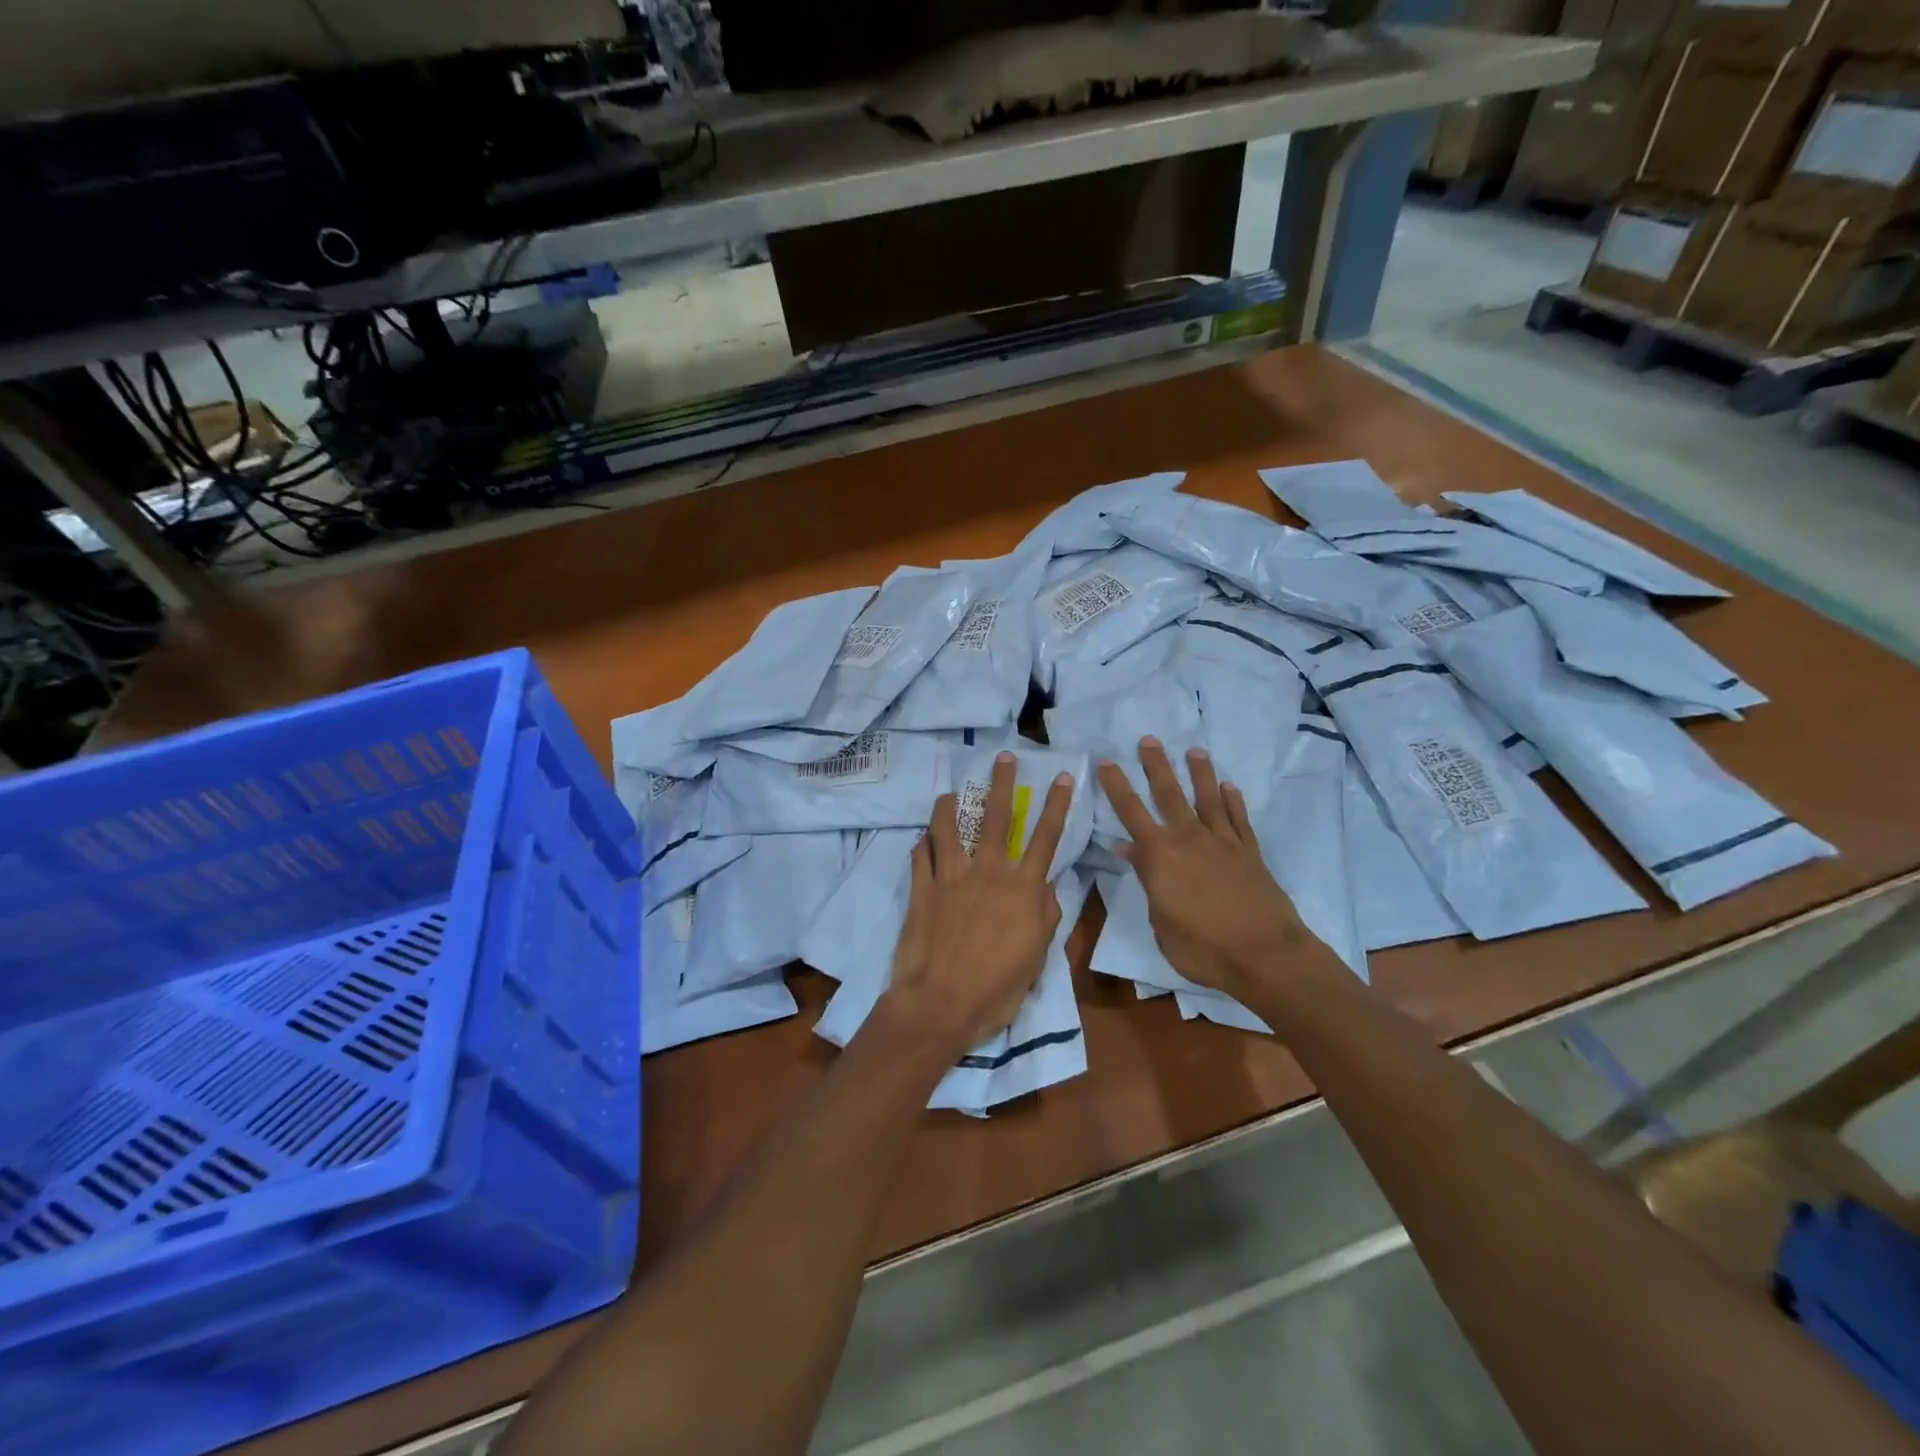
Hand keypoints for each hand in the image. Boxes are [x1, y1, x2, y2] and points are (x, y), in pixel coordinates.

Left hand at [883, 752, 1075, 1057]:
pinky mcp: (922, 889)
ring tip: (950, 791)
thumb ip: (1045, 916)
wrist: (940, 1003)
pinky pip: (921, 856)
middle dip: (1002, 784)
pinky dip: (923, 843)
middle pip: (997, 818)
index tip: (1062, 777)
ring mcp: (951, 877)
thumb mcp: (1036, 957)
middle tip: (1003, 757)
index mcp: (1021, 888)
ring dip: (950, 805)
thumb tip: (1047, 887)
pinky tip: (923, 837)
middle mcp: (987, 872)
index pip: (1045, 838)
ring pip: (950, 828)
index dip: (1056, 805)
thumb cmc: (996, 987)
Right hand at [1096, 738, 1338, 1003]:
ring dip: (1200, 774)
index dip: (1116, 786)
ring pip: (1208, 799)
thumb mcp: (1160, 922)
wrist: (1266, 954)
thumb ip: (1147, 881)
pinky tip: (1230, 788)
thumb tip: (1130, 850)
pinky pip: (1239, 820)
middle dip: (1156, 766)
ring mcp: (1223, 843)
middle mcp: (1190, 838)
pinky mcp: (1250, 853)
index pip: (1131, 812)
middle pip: (1170, 794)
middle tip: (1148, 740)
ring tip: (1195, 751)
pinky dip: (1234, 802)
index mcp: (1160, 855)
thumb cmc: (1202, 947)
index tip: (1106, 761)